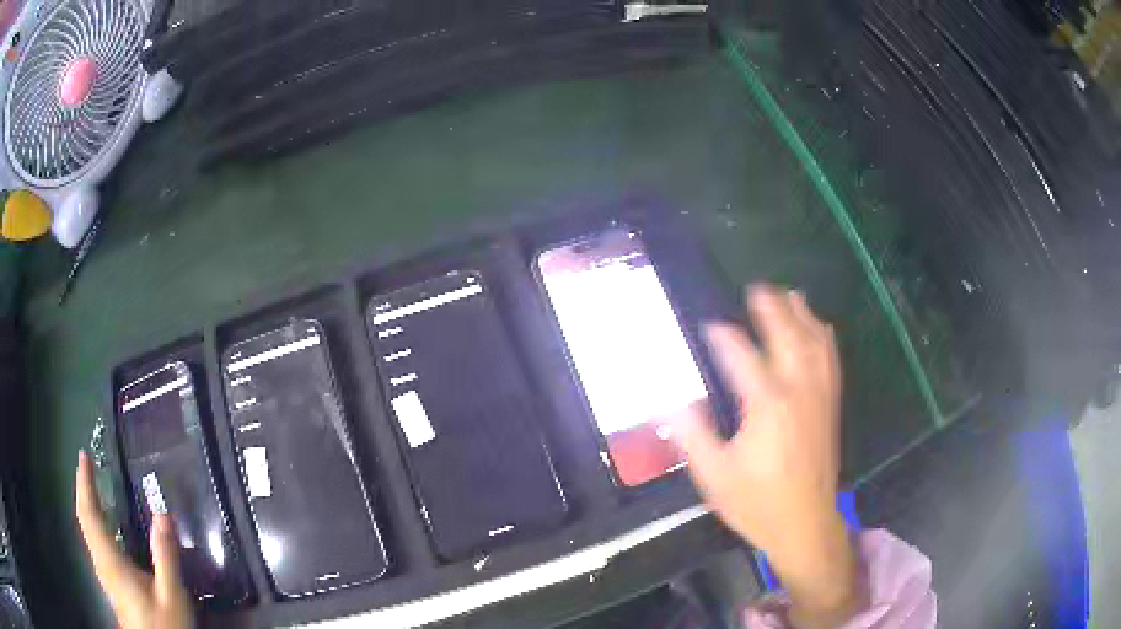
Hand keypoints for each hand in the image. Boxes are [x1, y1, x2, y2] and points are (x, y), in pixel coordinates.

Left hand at [75, 451, 193, 628]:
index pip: (90, 513)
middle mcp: (101, 561)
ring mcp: (104, 573)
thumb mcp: (171, 595)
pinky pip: (95, 541)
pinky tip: (104, 524)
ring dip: (87, 504)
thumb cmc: (163, 624)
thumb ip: (165, 556)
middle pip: (84, 518)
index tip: (84, 456)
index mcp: (111, 560)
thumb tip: (163, 513)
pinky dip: (94, 521)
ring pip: (87, 530)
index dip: (85, 483)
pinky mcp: (110, 581)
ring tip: (92, 486)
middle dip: (83, 488)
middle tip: (86, 464)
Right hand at [673, 285, 865, 627]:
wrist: (804, 524)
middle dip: (773, 310)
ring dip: (802, 316)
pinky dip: (825, 338)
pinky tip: (821, 328)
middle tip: (757, 288)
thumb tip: (668, 403)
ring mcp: (819, 397)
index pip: (742, 357)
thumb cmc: (756, 502)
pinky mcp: (830, 407)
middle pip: (788, 338)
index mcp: (767, 406)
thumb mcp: (714, 474)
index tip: (710, 326)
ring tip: (790, 295)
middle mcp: (798, 391)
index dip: (724, 338)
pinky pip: (831, 361)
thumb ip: (691, 435)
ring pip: (814, 344)